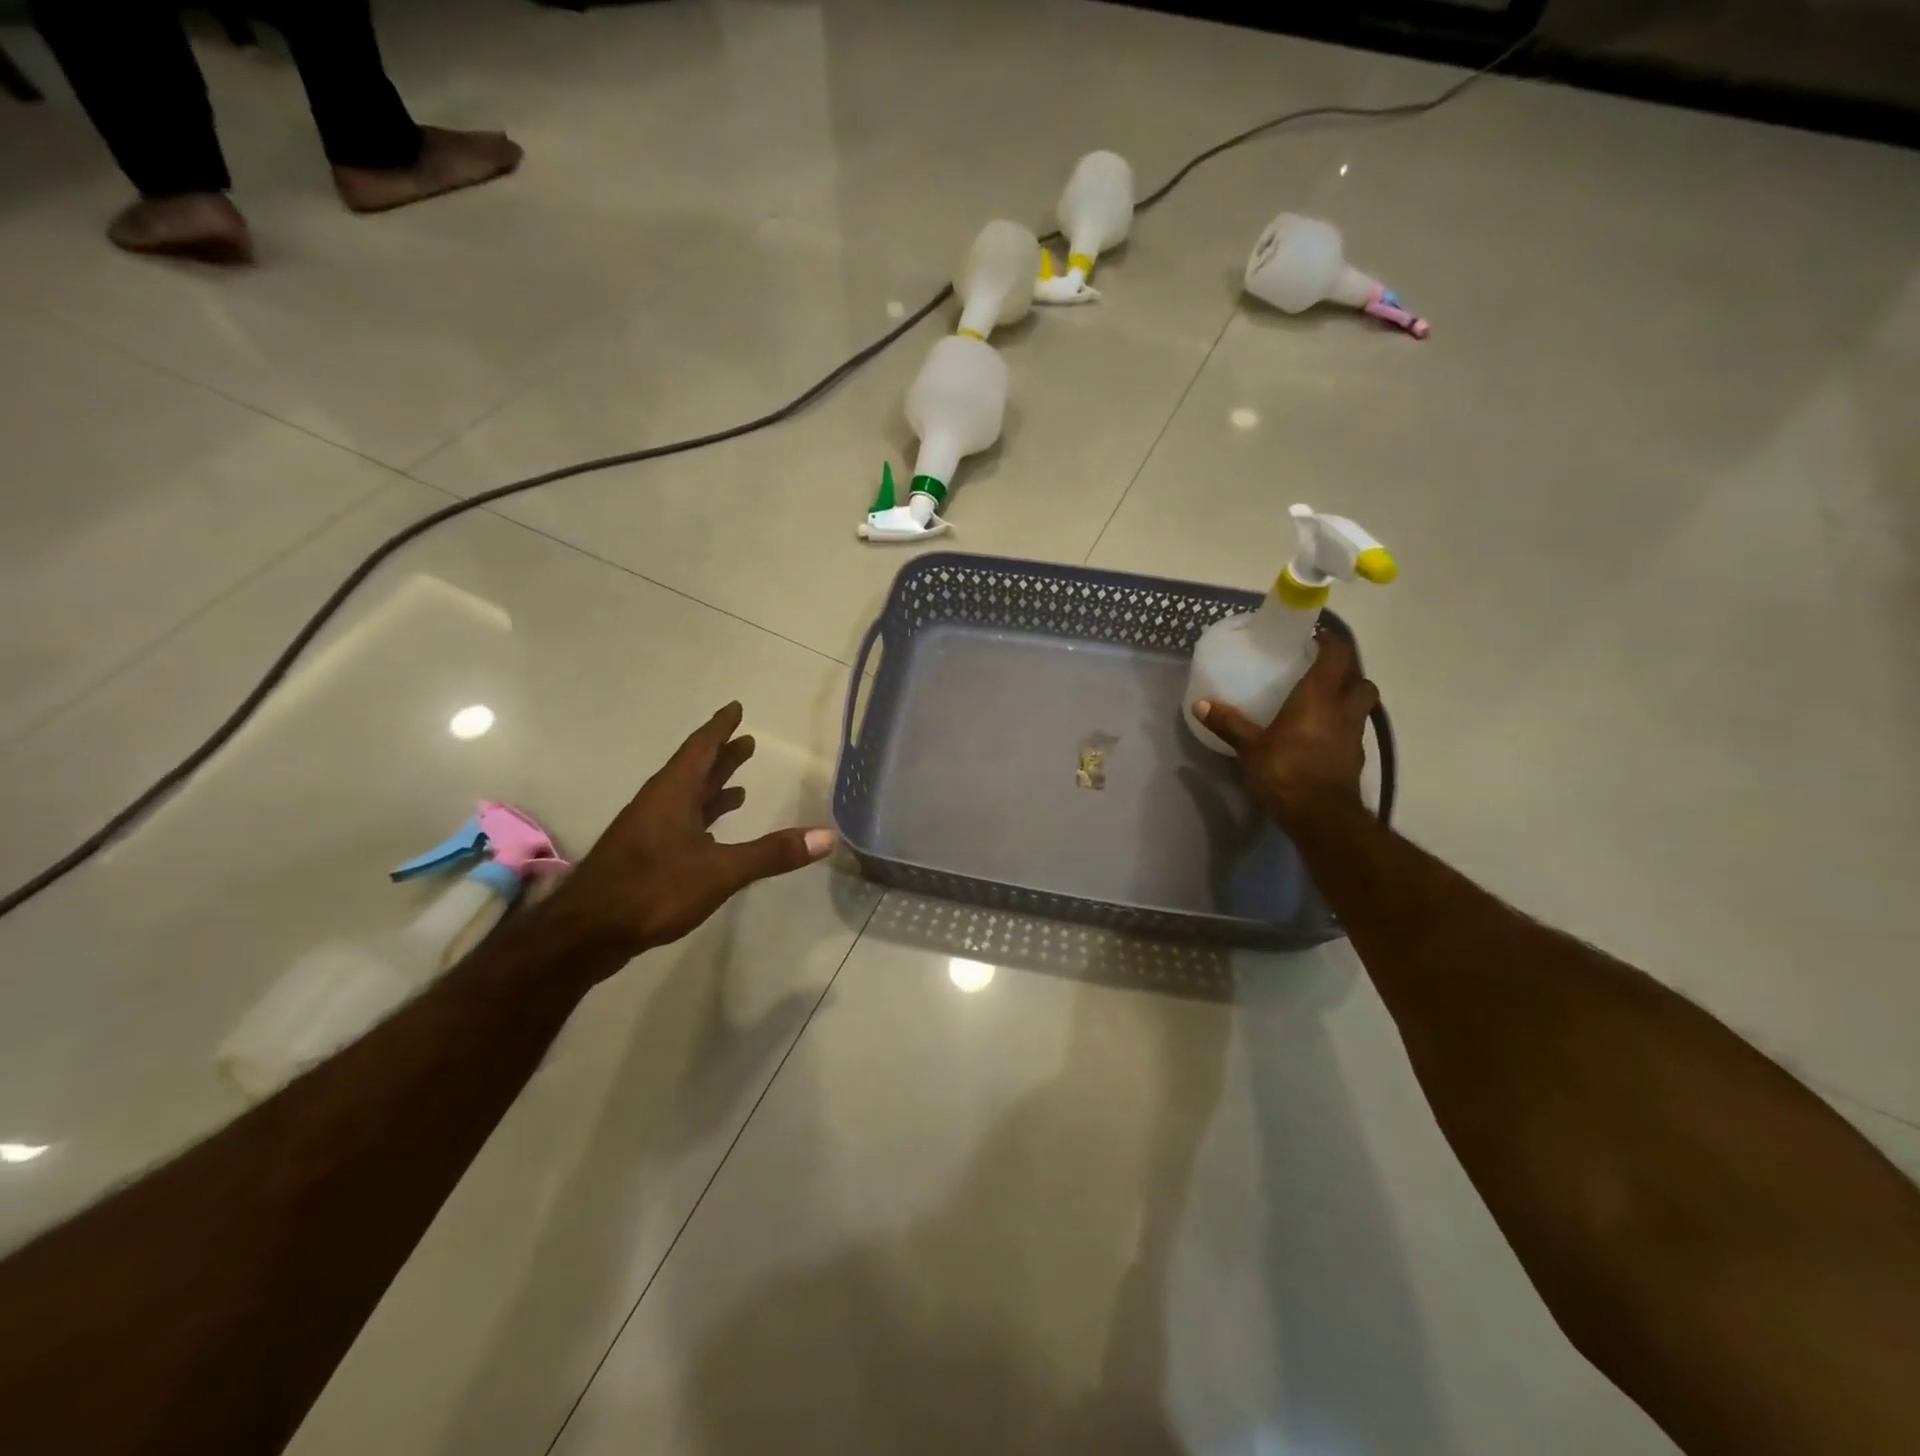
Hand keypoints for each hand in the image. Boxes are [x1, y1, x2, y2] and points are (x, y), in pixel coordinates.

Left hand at [541, 703, 834, 968]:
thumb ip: (772, 853)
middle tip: (747, 742)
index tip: (734, 708)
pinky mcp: (643, 856)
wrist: (586, 933)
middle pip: (694, 771)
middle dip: (721, 756)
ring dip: (712, 789)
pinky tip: (712, 835)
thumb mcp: (720, 871)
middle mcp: (659, 804)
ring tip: (738, 787)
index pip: (700, 749)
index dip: (719, 728)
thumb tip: (827, 836)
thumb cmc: (653, 890)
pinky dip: (700, 820)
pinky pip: (679, 824)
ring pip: (685, 799)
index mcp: (673, 794)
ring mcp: (647, 831)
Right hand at [1195, 626, 1378, 833]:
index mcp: (1318, 697)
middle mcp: (1343, 709)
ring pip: (1362, 705)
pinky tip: (1323, 735)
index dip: (1330, 641)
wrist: (1320, 816)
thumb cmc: (1285, 772)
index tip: (1315, 637)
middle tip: (1324, 671)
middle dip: (1347, 671)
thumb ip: (1229, 723)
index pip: (1337, 655)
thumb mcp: (1249, 748)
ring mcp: (1354, 735)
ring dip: (1349, 698)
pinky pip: (1354, 730)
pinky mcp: (1355, 758)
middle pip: (1360, 679)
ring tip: (1325, 702)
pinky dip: (1343, 726)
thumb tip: (1200, 704)